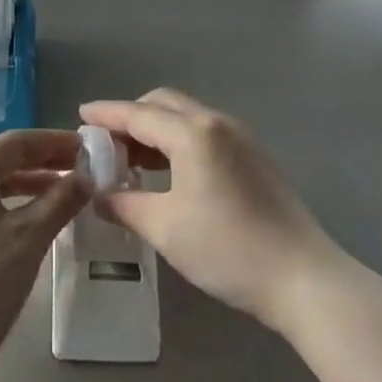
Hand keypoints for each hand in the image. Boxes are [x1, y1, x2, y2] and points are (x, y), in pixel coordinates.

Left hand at [0, 130, 89, 378]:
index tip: (88, 146)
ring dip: (29, 185)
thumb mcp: (28, 240)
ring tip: (67, 192)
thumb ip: (60, 201)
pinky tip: (36, 221)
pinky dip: (11, 206)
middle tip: (83, 168)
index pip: (15, 142)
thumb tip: (85, 177)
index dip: (54, 141)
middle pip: (1, 161)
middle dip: (43, 162)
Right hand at [79, 89, 341, 329]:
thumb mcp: (164, 228)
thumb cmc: (227, 249)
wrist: (302, 277)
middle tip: (105, 142)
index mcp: (194, 134)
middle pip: (164, 104)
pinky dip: (177, 141)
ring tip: (130, 158)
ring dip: (155, 129)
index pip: (138, 114)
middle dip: (131, 116)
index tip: (80, 115)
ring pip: (186, 117)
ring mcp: (240, 138)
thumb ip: (124, 204)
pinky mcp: (253, 157)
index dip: (106, 114)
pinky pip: (204, 133)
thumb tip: (98, 196)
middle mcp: (217, 124)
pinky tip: (166, 171)